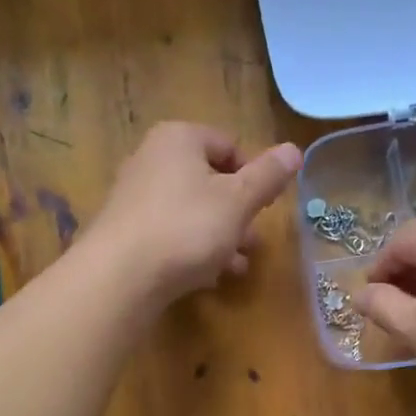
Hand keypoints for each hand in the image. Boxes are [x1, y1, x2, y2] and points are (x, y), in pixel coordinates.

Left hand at [86, 122, 301, 303]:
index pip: (228, 145)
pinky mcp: (127, 232)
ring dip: (220, 237)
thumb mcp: (238, 201)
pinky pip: (170, 234)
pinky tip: (207, 276)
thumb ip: (268, 176)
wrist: (120, 276)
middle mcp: (152, 159)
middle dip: (237, 213)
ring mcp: (135, 197)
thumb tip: (295, 150)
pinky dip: (192, 250)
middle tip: (254, 242)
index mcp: (179, 139)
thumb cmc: (186, 228)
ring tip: (237, 266)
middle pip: (209, 180)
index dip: (253, 175)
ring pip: (191, 211)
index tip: (264, 207)